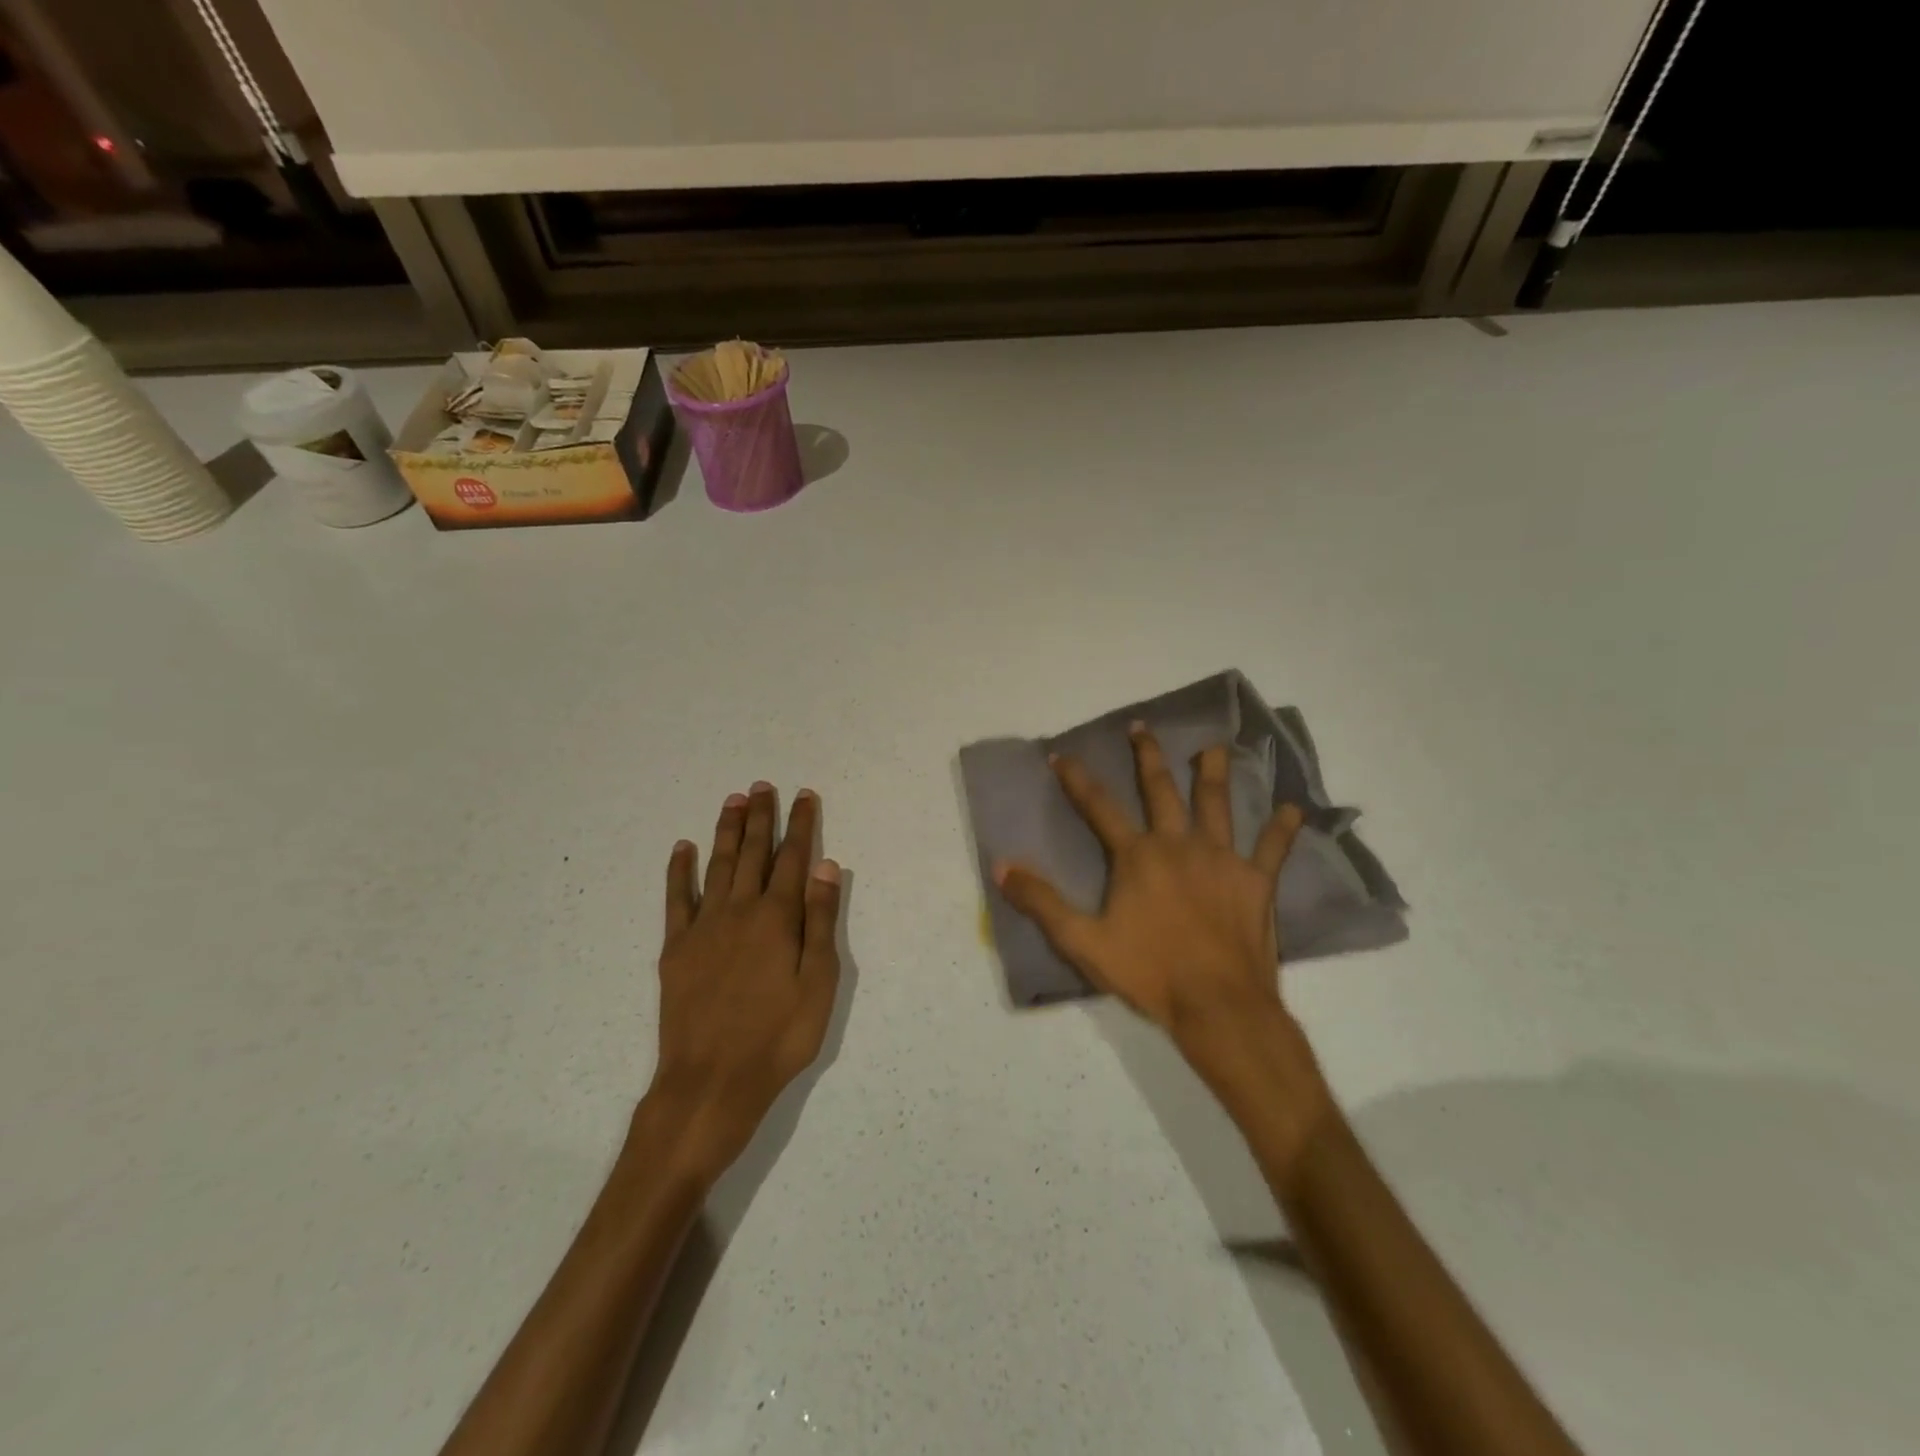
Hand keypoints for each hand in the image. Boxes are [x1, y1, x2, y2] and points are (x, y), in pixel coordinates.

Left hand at [651, 783, 841, 1179]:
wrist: (711, 1081)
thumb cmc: (778, 1036)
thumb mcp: (818, 983)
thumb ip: (821, 921)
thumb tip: (826, 866)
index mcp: (778, 918)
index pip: (793, 859)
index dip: (800, 825)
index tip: (804, 796)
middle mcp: (739, 910)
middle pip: (753, 853)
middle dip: (760, 817)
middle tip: (762, 786)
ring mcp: (703, 927)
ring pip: (717, 865)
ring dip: (726, 831)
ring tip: (733, 801)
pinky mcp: (676, 948)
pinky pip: (676, 899)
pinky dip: (679, 871)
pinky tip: (682, 848)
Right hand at [993, 725, 1305, 1055]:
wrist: (1218, 1006)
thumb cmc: (1148, 973)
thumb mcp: (1082, 941)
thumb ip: (1041, 901)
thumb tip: (1001, 865)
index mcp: (1137, 856)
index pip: (1099, 807)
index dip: (1077, 779)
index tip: (1061, 754)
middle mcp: (1178, 845)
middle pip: (1161, 790)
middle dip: (1148, 756)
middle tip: (1142, 727)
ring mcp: (1222, 859)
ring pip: (1217, 804)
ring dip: (1214, 773)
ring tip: (1214, 747)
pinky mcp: (1256, 881)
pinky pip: (1272, 848)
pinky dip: (1283, 828)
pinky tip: (1292, 808)